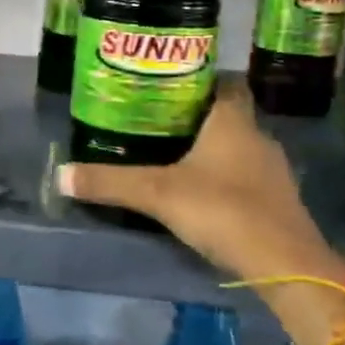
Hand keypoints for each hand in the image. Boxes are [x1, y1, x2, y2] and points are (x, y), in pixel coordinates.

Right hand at [57, 82, 334, 279]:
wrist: (284, 264)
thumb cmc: (223, 210)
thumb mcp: (157, 194)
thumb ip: (109, 183)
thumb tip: (60, 175)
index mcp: (232, 122)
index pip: (222, 83)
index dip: (197, 81)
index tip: (165, 85)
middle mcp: (257, 138)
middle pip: (226, 115)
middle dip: (194, 117)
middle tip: (154, 121)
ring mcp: (271, 171)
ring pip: (236, 147)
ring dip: (209, 149)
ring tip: (170, 155)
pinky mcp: (277, 201)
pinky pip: (245, 176)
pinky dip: (223, 177)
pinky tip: (199, 192)